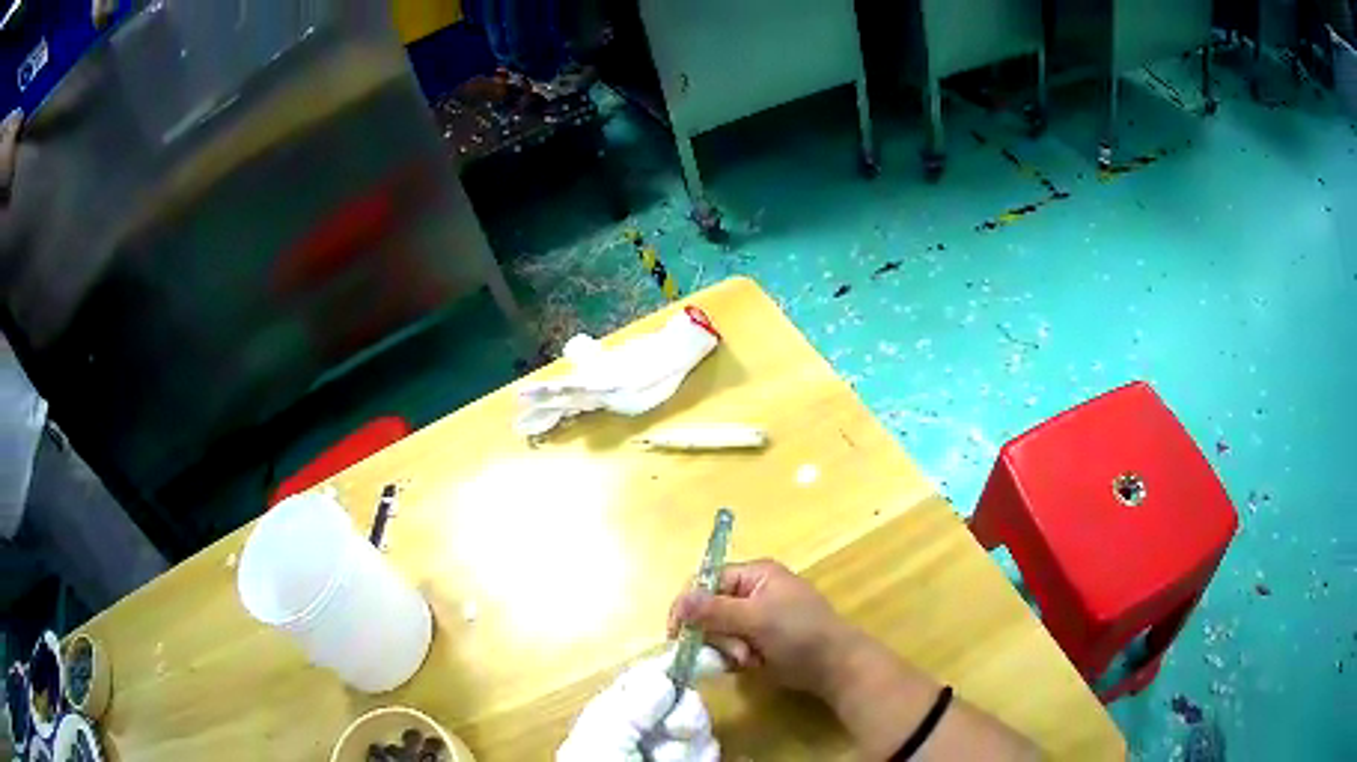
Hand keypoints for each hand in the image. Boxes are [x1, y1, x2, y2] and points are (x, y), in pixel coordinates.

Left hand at [557, 645, 724, 761]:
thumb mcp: (603, 744)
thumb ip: (627, 710)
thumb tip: (662, 678)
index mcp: (612, 717)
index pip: (645, 681)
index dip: (675, 665)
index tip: (711, 654)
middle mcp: (643, 731)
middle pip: (681, 702)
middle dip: (685, 715)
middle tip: (675, 733)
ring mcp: (668, 752)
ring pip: (700, 729)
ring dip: (692, 745)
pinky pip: (710, 751)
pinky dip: (704, 758)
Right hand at [667, 559, 853, 697]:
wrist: (834, 666)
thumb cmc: (800, 633)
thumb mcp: (757, 619)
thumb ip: (715, 610)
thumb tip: (680, 600)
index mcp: (754, 575)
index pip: (706, 581)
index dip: (688, 604)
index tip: (676, 632)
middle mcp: (752, 592)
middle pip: (709, 609)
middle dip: (717, 634)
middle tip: (735, 651)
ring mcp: (755, 618)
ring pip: (717, 632)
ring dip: (727, 649)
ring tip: (749, 659)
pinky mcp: (757, 641)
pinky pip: (730, 646)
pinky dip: (735, 658)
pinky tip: (752, 664)